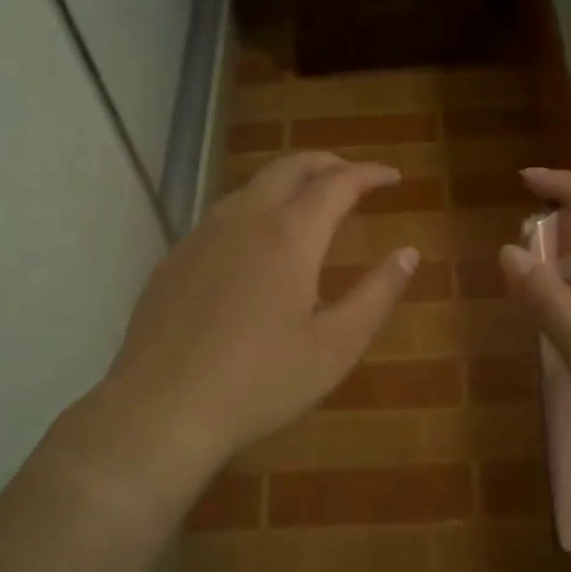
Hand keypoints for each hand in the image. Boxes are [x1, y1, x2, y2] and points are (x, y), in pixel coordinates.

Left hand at [95, 153, 417, 487]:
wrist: (162, 409)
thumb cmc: (260, 382)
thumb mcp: (336, 346)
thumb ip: (377, 294)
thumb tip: (408, 252)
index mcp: (290, 235)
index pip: (338, 183)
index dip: (370, 173)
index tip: (393, 177)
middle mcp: (245, 219)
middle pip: (291, 167)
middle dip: (329, 162)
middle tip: (355, 177)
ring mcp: (203, 235)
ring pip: (253, 186)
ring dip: (290, 182)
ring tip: (311, 203)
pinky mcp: (176, 257)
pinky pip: (224, 214)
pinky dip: (256, 208)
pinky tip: (258, 243)